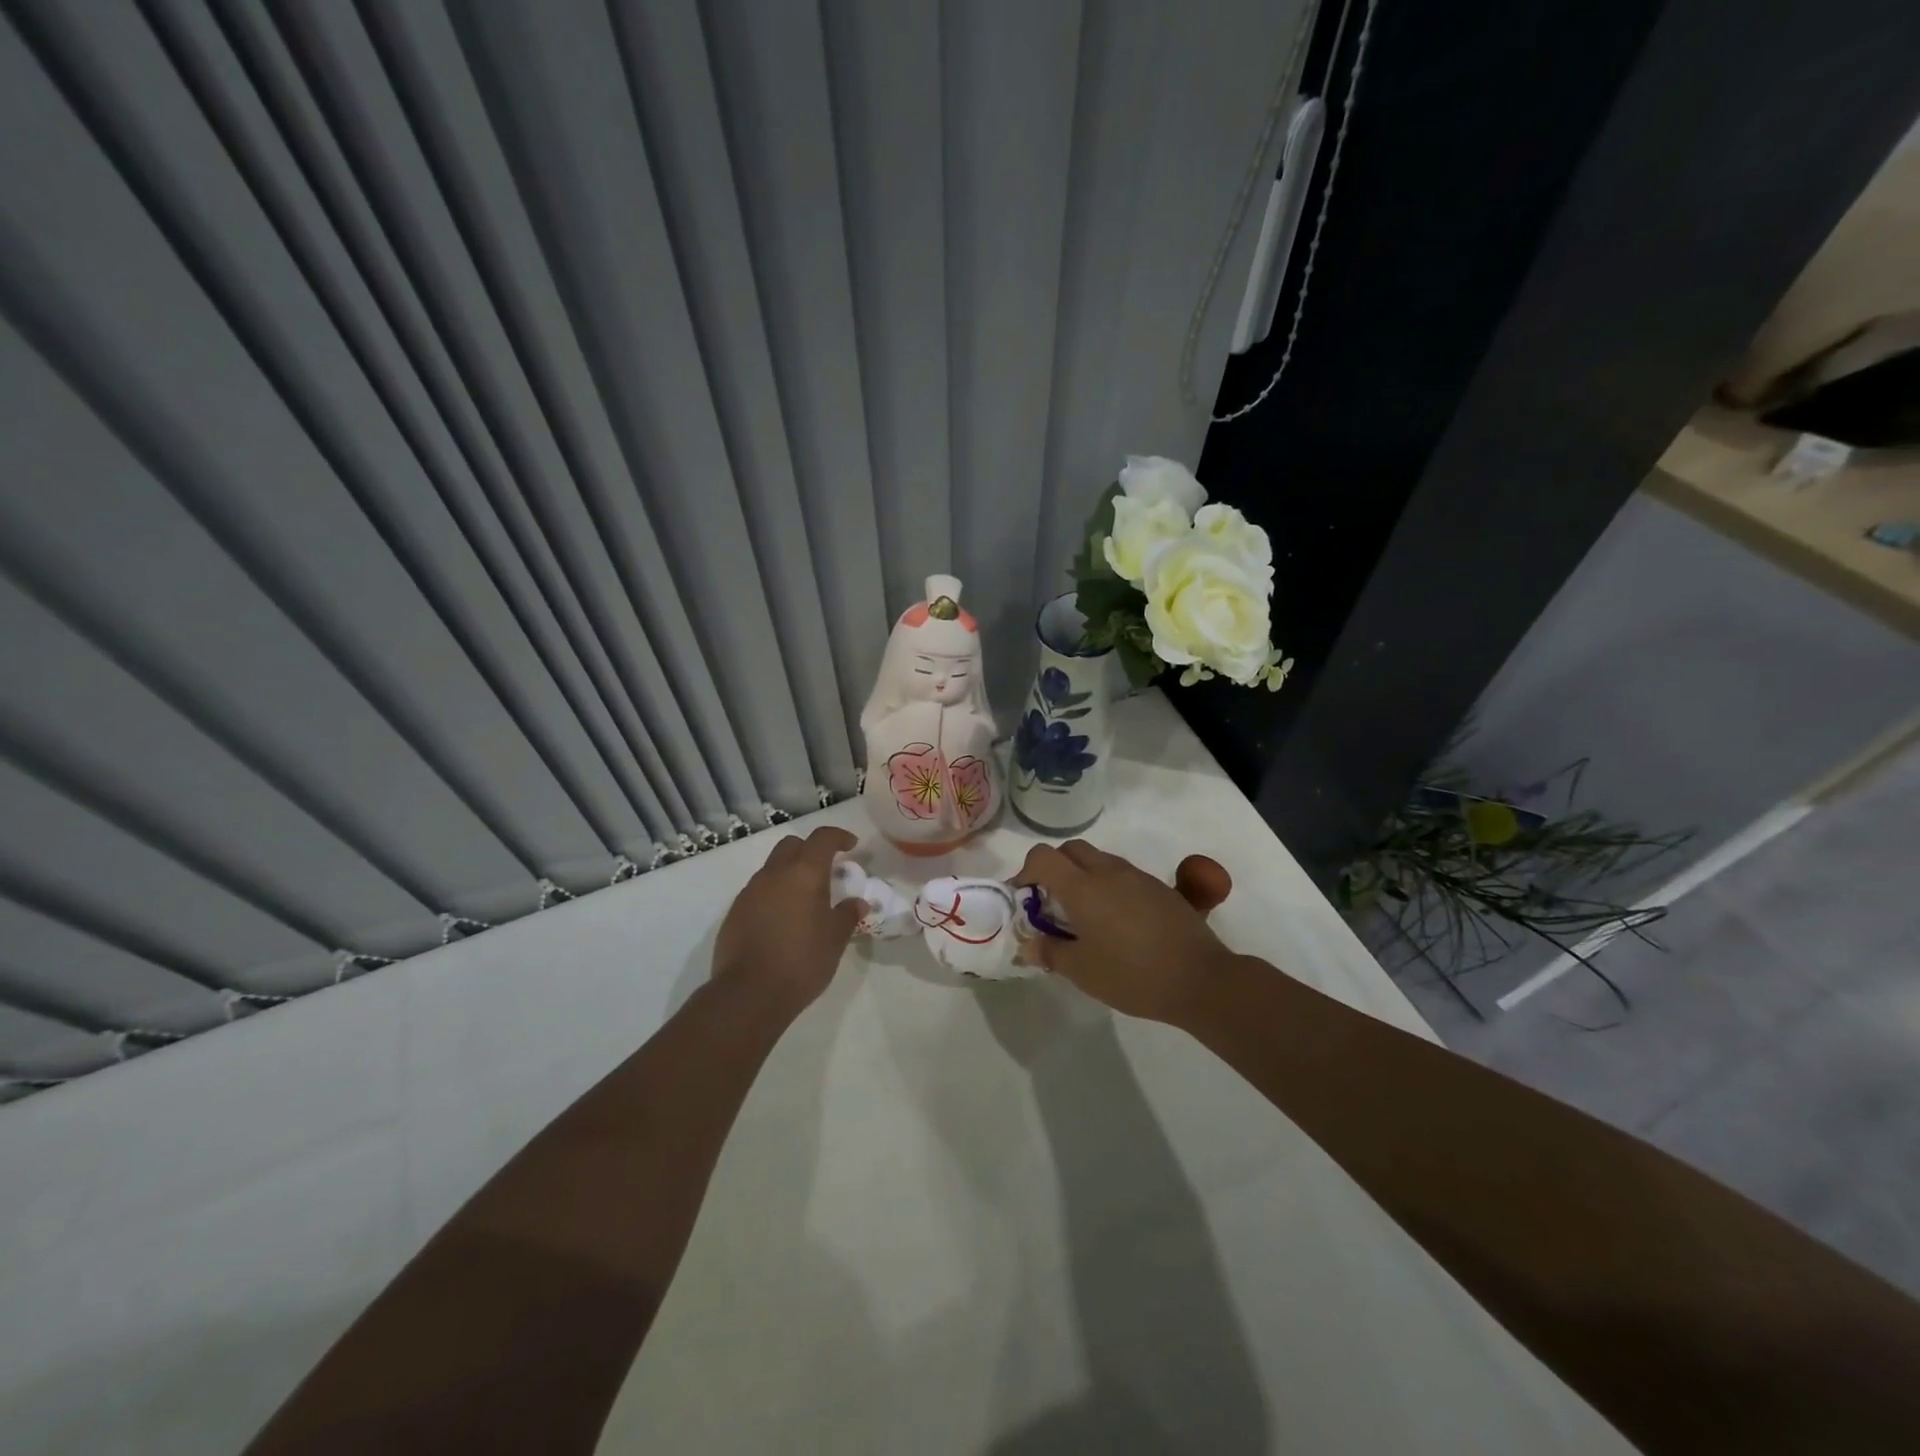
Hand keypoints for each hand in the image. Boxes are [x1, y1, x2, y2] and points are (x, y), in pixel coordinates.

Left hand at [712, 826, 863, 1017]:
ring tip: (805, 900)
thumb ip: (847, 915)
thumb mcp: (835, 939)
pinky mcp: (734, 913)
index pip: (822, 838)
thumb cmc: (802, 961)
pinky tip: (782, 921)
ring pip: (772, 868)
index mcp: (804, 873)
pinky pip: (758, 892)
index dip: (839, 837)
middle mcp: (774, 874)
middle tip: (827, 870)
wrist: (749, 994)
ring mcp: (750, 892)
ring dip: (790, 874)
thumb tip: (856, 903)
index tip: (851, 846)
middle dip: (810, 850)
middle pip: (792, 845)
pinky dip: (773, 895)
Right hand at [1014, 841, 1237, 1023]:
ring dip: (1083, 876)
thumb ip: (1049, 953)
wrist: (1200, 978)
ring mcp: (1137, 876)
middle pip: (1071, 850)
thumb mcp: (1082, 971)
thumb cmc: (1131, 975)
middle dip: (1054, 868)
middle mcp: (1108, 871)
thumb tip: (1028, 945)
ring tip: (1084, 915)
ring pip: (1099, 860)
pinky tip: (1116, 922)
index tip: (1023, 898)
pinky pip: (1123, 875)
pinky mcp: (1160, 888)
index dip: (1025, 871)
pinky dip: (1109, 887)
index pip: (1043, 856)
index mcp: (1082, 887)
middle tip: (1051, 903)